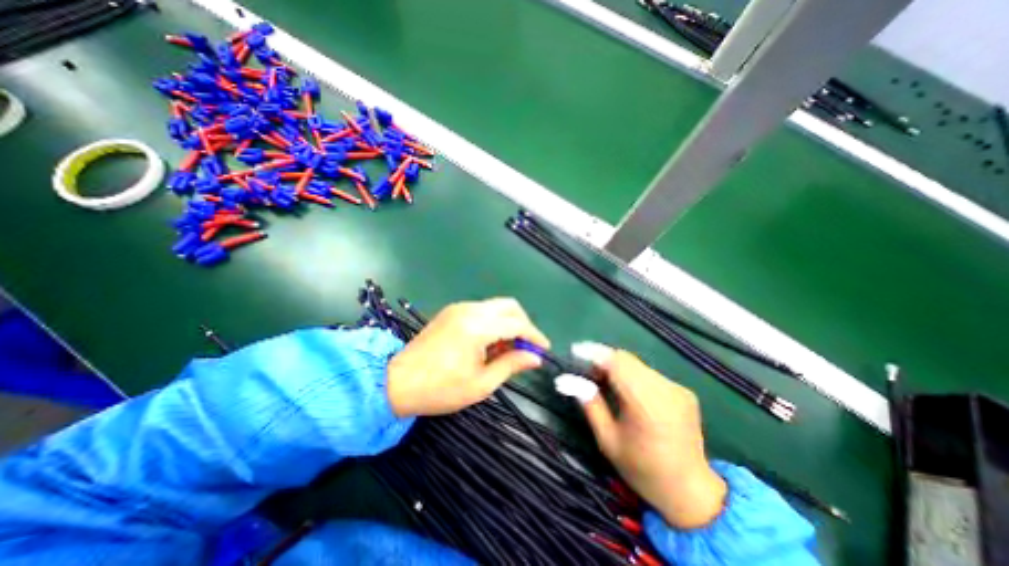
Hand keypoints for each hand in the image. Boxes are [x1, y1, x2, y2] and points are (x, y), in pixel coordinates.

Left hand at [385, 299, 548, 417]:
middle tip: (526, 346)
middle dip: (523, 323)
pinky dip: (493, 322)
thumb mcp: (481, 384)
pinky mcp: (451, 312)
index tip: (544, 349)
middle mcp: (469, 310)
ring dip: (508, 322)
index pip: (517, 324)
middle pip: (509, 306)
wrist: (396, 382)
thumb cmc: (440, 389)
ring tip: (507, 349)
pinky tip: (489, 343)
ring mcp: (458, 308)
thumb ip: (511, 365)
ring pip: (495, 306)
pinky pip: (481, 310)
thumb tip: (535, 357)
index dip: (534, 335)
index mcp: (477, 327)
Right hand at [572, 345, 730, 529]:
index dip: (594, 353)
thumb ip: (589, 404)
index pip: (617, 364)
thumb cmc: (642, 469)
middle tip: (586, 370)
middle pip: (627, 359)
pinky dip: (632, 375)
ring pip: (637, 364)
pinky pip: (649, 373)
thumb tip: (566, 379)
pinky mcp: (683, 390)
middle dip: (603, 359)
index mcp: (647, 405)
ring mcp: (677, 388)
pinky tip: (626, 389)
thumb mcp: (608, 440)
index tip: (574, 351)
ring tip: (603, 379)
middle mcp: (665, 390)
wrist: (691, 491)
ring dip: (617, 366)